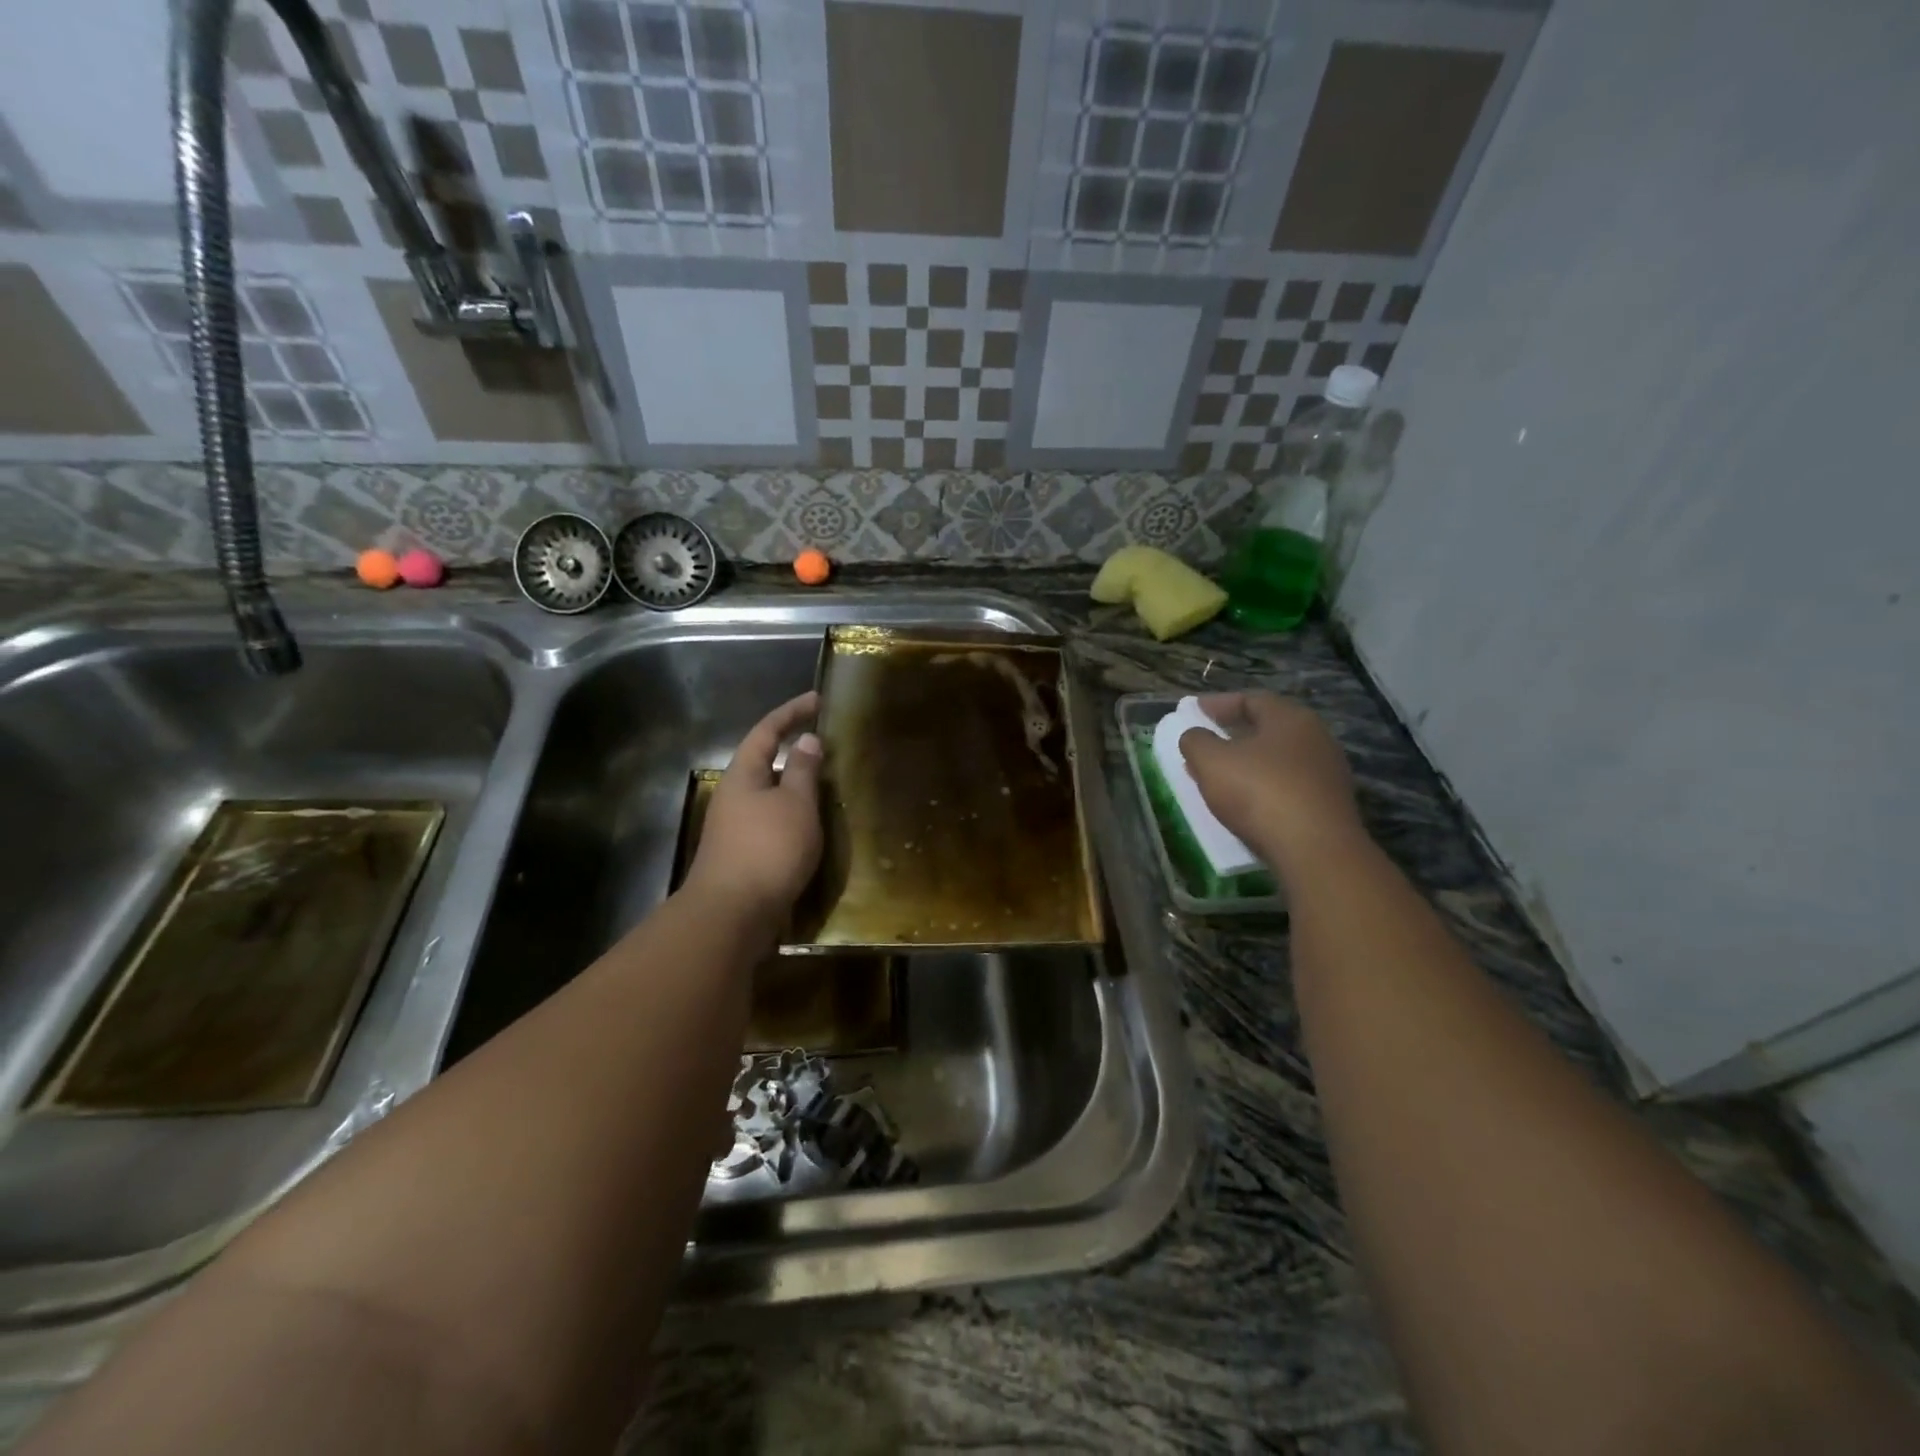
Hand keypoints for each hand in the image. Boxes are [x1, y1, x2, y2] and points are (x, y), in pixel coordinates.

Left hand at [684, 692, 823, 922]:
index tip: (817, 700)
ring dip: (795, 786)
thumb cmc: (768, 849)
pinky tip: (811, 827)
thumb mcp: (796, 804)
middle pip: (764, 762)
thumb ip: (804, 771)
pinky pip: (771, 821)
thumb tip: (807, 741)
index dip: (791, 712)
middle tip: (826, 745)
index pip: (767, 731)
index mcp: (743, 775)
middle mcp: (734, 796)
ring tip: (827, 785)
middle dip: (793, 751)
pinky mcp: (742, 855)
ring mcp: (734, 827)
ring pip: (769, 794)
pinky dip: (793, 815)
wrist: (732, 914)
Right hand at [1178, 691, 1363, 871]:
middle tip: (1207, 741)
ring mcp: (1327, 773)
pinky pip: (1288, 786)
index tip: (1195, 710)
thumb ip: (1196, 742)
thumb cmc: (1260, 792)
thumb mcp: (1212, 762)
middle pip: (1269, 728)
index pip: (1252, 699)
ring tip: (1220, 776)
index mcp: (1290, 718)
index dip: (1220, 703)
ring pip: (1278, 759)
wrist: (1316, 850)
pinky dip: (1263, 787)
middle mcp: (1316, 738)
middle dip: (1234, 734)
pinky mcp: (1329, 805)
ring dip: (1247, 763)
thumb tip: (1195, 736)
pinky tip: (1245, 802)